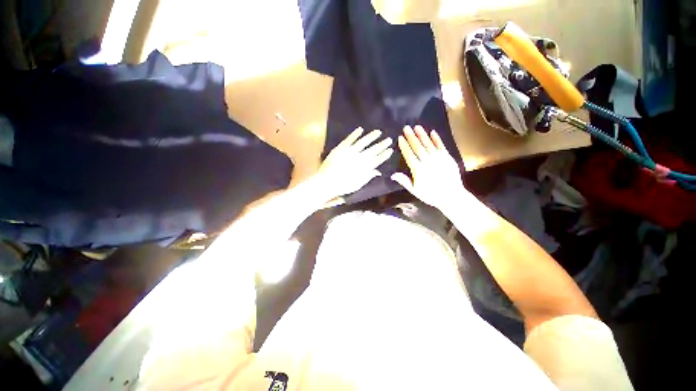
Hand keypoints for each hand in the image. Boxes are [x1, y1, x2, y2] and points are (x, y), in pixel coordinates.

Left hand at [314, 127, 392, 199]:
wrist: (327, 182)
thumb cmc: (343, 186)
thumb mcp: (358, 184)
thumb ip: (368, 176)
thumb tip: (378, 171)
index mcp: (365, 167)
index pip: (377, 160)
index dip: (384, 154)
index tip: (390, 150)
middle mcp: (360, 157)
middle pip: (373, 150)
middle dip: (382, 145)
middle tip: (389, 139)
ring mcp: (350, 151)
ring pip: (363, 142)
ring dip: (371, 136)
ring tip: (378, 132)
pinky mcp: (341, 147)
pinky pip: (350, 139)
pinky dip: (355, 134)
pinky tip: (360, 129)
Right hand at [392, 125, 468, 209]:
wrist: (451, 196)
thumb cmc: (430, 195)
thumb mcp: (415, 190)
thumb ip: (404, 181)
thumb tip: (392, 175)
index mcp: (418, 170)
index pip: (409, 155)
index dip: (404, 146)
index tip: (400, 138)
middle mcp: (427, 162)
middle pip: (417, 147)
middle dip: (411, 137)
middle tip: (406, 127)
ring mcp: (438, 158)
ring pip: (428, 144)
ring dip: (422, 135)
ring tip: (417, 127)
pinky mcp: (448, 158)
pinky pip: (441, 146)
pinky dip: (437, 139)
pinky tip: (432, 132)